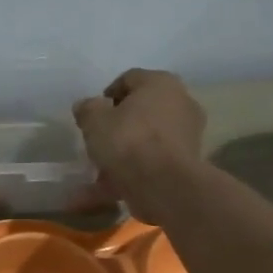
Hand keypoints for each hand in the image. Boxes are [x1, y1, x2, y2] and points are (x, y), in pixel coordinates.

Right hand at [73, 69, 206, 225]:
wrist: (164, 185)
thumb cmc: (128, 140)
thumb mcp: (95, 121)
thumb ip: (87, 109)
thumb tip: (86, 106)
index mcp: (160, 83)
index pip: (129, 79)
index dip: (107, 95)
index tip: (92, 115)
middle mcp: (180, 103)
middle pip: (141, 112)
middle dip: (117, 127)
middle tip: (97, 142)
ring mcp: (186, 136)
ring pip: (145, 143)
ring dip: (121, 157)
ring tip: (96, 175)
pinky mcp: (185, 166)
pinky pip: (150, 166)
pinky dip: (128, 177)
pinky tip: (103, 193)